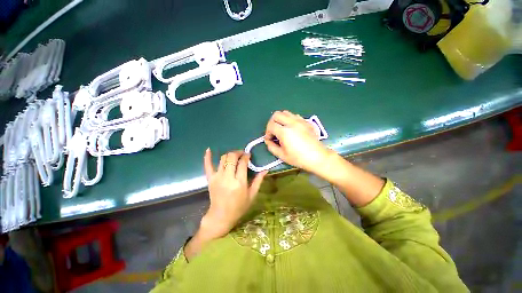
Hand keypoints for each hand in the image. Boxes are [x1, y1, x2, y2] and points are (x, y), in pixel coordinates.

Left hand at [201, 149, 266, 237]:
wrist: (221, 216)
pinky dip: (207, 157)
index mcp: (239, 182)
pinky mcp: (210, 179)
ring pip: (223, 159)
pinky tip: (209, 149)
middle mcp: (228, 177)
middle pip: (232, 157)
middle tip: (242, 154)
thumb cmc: (239, 207)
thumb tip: (265, 169)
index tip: (248, 155)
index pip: (242, 163)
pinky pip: (207, 165)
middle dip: (238, 153)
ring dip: (229, 154)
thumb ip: (258, 181)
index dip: (246, 156)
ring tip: (234, 156)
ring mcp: (217, 177)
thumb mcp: (252, 195)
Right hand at [265, 110, 332, 172]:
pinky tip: (291, 129)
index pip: (271, 125)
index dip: (267, 132)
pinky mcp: (306, 122)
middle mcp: (292, 123)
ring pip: (285, 112)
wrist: (317, 157)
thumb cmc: (299, 158)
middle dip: (272, 123)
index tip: (270, 139)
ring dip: (280, 119)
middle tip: (274, 132)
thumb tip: (268, 141)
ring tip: (282, 129)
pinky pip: (294, 115)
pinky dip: (289, 119)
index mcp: (285, 132)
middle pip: (276, 115)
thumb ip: (271, 147)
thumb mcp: (282, 155)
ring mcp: (300, 121)